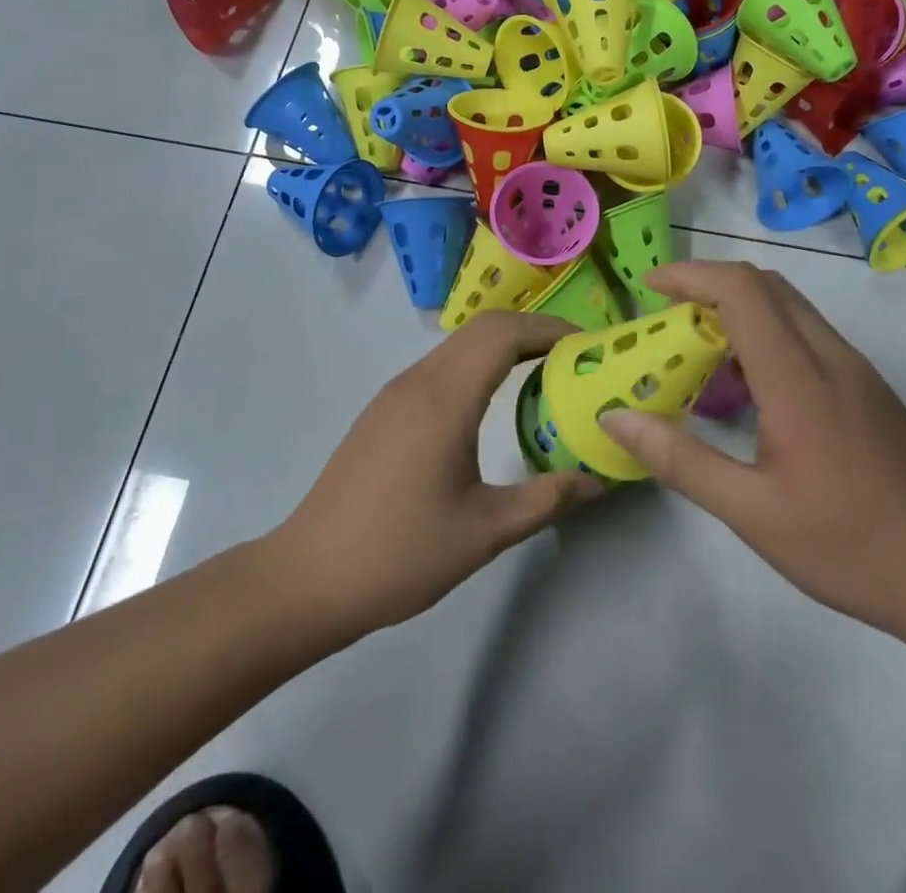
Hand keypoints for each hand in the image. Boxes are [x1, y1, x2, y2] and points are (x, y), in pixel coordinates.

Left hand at [268, 311, 599, 640]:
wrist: (310, 576)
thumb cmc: (401, 552)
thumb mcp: (485, 531)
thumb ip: (546, 499)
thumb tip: (596, 480)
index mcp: (444, 397)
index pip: (504, 333)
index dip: (550, 328)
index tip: (588, 346)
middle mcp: (418, 381)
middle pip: (483, 329)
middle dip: (533, 333)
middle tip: (575, 360)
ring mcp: (396, 393)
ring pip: (459, 347)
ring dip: (504, 348)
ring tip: (544, 375)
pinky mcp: (384, 411)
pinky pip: (441, 367)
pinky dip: (478, 366)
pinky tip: (493, 403)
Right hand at [600, 260, 905, 633]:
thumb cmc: (850, 546)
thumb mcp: (752, 513)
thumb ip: (680, 459)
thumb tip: (616, 418)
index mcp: (798, 379)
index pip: (741, 291)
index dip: (691, 275)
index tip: (649, 286)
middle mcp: (831, 356)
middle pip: (766, 284)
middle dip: (708, 284)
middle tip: (667, 317)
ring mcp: (856, 369)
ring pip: (790, 306)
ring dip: (738, 307)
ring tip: (699, 350)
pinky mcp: (869, 387)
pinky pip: (807, 333)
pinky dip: (765, 332)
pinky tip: (749, 386)